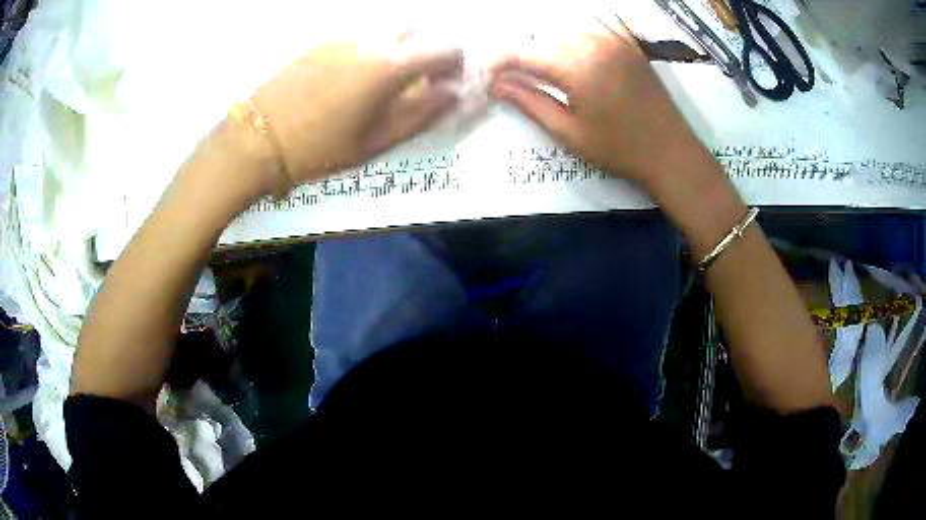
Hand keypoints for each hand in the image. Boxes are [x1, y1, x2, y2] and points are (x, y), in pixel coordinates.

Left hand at [251, 38, 463, 184]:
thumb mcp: (376, 142)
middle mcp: (371, 39)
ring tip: (376, 85)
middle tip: (412, 83)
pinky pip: (358, 38)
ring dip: (396, 50)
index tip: (445, 84)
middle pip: (417, 31)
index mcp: (391, 64)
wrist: (256, 140)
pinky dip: (368, 51)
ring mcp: (343, 36)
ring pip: (385, 32)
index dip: (455, 66)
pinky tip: (347, 80)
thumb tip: (454, 94)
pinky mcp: (320, 41)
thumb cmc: (319, 148)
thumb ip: (422, 114)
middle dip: (425, 52)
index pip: (446, 48)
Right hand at [489, 19, 708, 187]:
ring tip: (541, 67)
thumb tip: (495, 85)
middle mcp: (594, 42)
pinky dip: (574, 35)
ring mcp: (614, 38)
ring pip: (564, 28)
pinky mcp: (627, 42)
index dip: (499, 62)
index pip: (524, 52)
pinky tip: (571, 51)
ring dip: (546, 43)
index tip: (486, 76)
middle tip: (512, 76)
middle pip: (542, 35)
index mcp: (577, 66)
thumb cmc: (619, 149)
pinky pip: (592, 25)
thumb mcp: (569, 132)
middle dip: (522, 53)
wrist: (671, 152)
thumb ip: (529, 102)